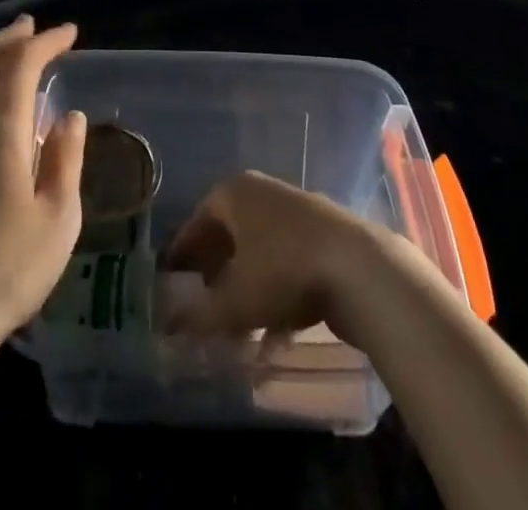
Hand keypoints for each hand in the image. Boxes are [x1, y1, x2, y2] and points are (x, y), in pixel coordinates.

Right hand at [163, 170, 385, 343]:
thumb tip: (168, 323)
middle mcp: (261, 192)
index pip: (197, 221)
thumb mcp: (234, 300)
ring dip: (246, 290)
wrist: (359, 266)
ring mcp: (295, 209)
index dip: (183, 254)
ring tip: (239, 333)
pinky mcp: (323, 232)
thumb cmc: (283, 270)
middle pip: (229, 235)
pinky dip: (276, 293)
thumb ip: (198, 314)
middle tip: (204, 309)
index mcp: (233, 193)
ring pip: (259, 252)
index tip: (172, 283)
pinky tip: (275, 335)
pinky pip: (287, 262)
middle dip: (216, 275)